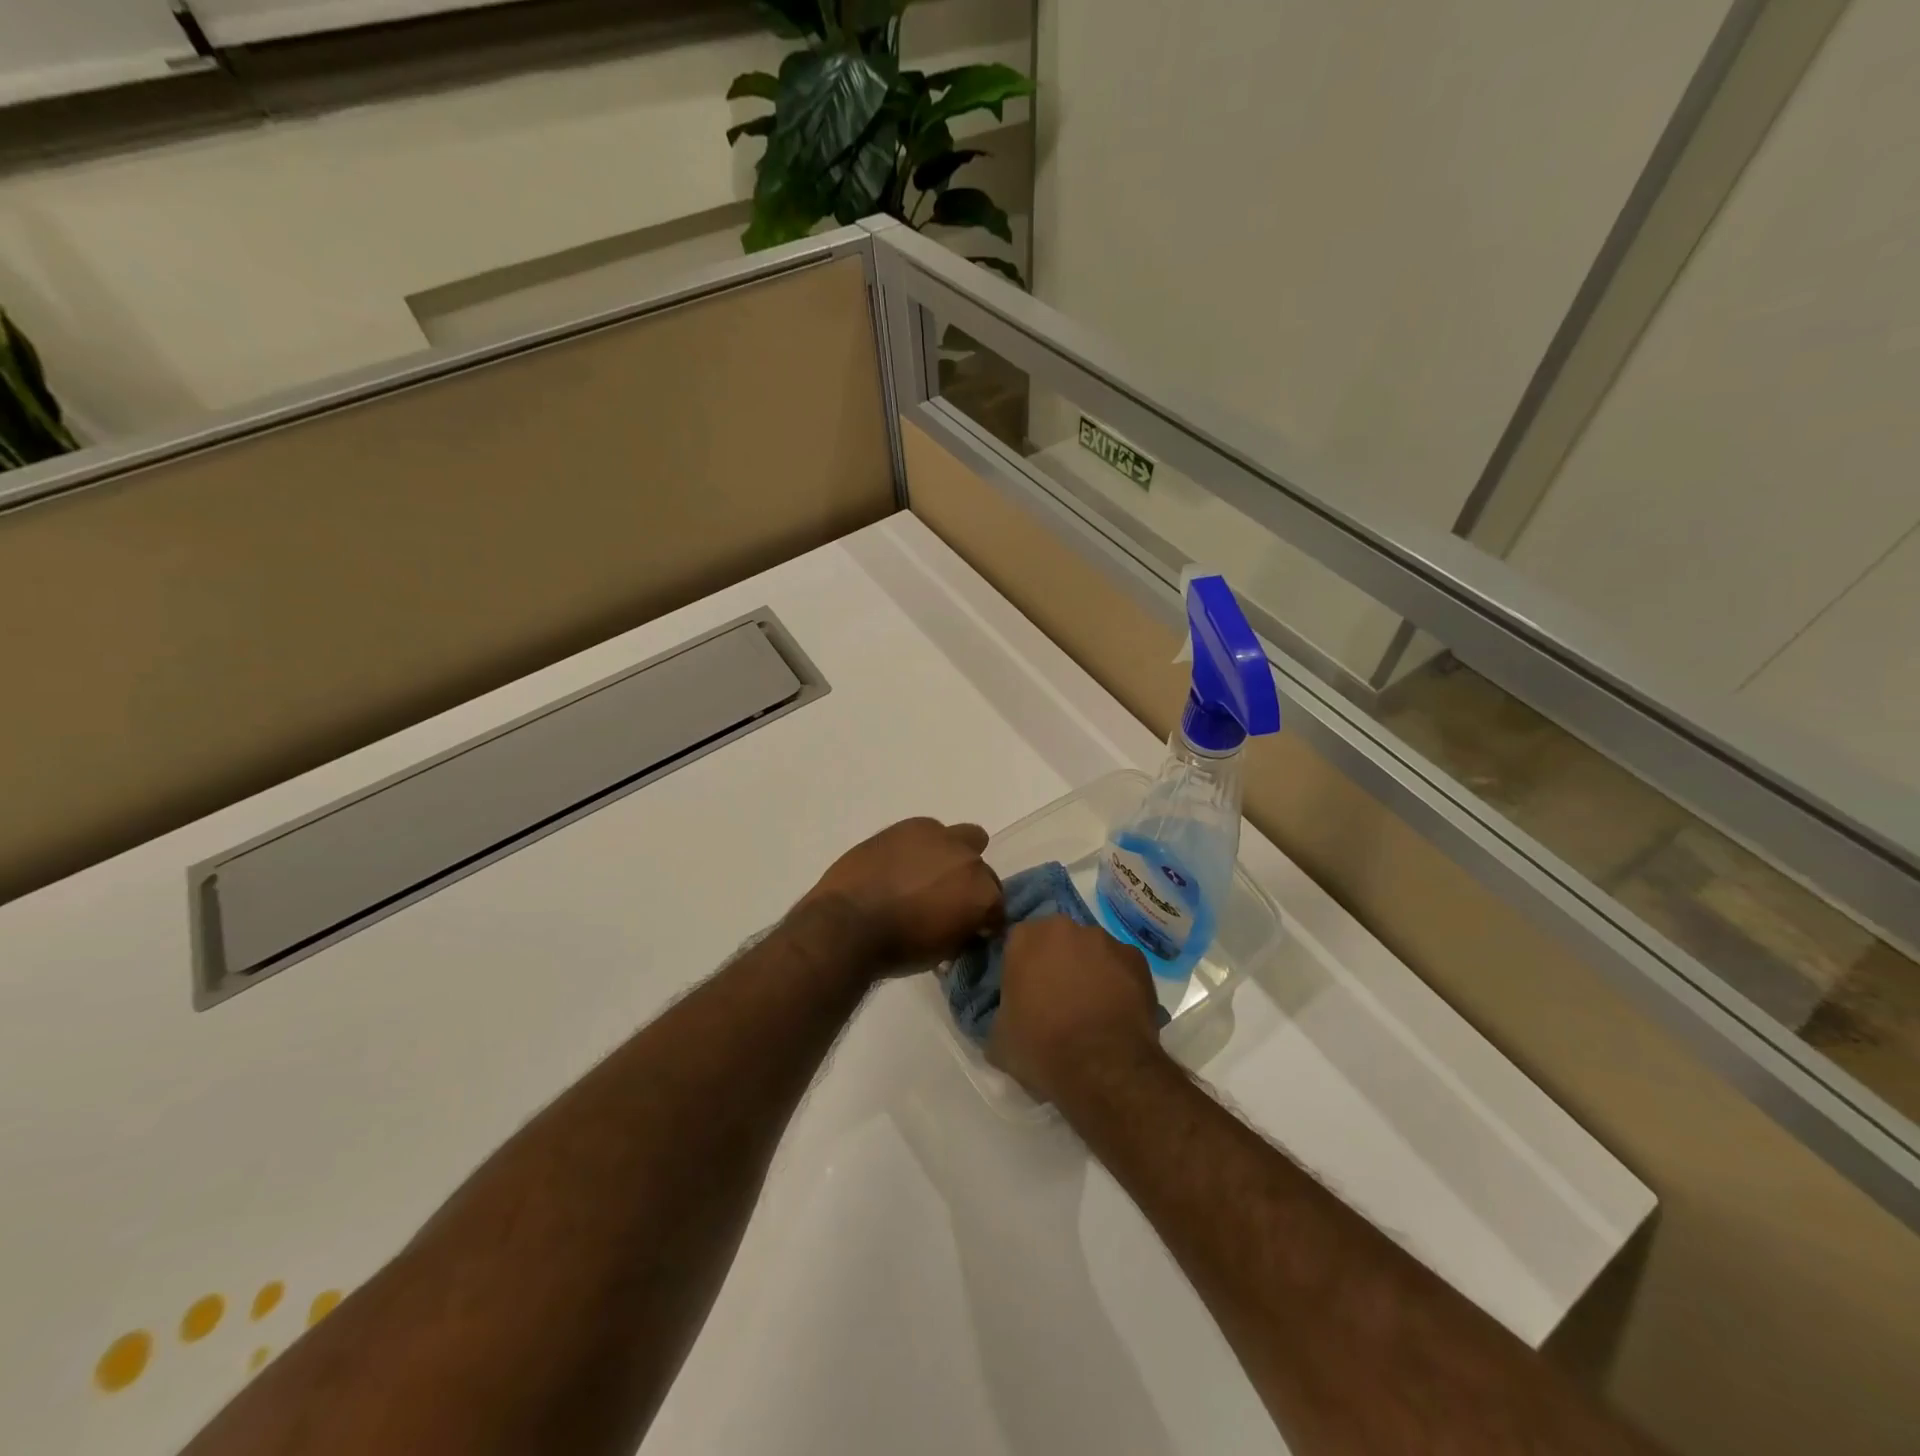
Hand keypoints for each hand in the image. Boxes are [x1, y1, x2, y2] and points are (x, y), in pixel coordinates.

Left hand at [800, 818, 1003, 974]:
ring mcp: (940, 837)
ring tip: (924, 874)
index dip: (983, 919)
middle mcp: (969, 860)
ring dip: (950, 856)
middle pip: (982, 870)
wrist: (848, 924)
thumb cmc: (897, 949)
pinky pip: (928, 831)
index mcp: (983, 894)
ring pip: (962, 838)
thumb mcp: (943, 951)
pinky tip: (903, 862)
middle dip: (969, 884)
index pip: (997, 906)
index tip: (969, 928)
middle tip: (946, 900)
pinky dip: (922, 845)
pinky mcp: (910, 825)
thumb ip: (964, 930)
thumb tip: (966, 926)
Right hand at [988, 917, 1163, 1104]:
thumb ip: (1001, 1012)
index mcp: (1025, 938)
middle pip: (1056, 940)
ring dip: (1088, 970)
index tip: (1024, 993)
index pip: (1017, 942)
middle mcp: (1064, 927)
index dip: (1021, 967)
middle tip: (1056, 999)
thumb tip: (1010, 1015)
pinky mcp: (1137, 958)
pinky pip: (1120, 965)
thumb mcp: (998, 1038)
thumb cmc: (1041, 1048)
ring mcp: (1104, 940)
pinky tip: (1116, 1011)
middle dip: (1056, 962)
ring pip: (1090, 950)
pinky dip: (1118, 981)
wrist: (1103, 1066)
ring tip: (1091, 1008)